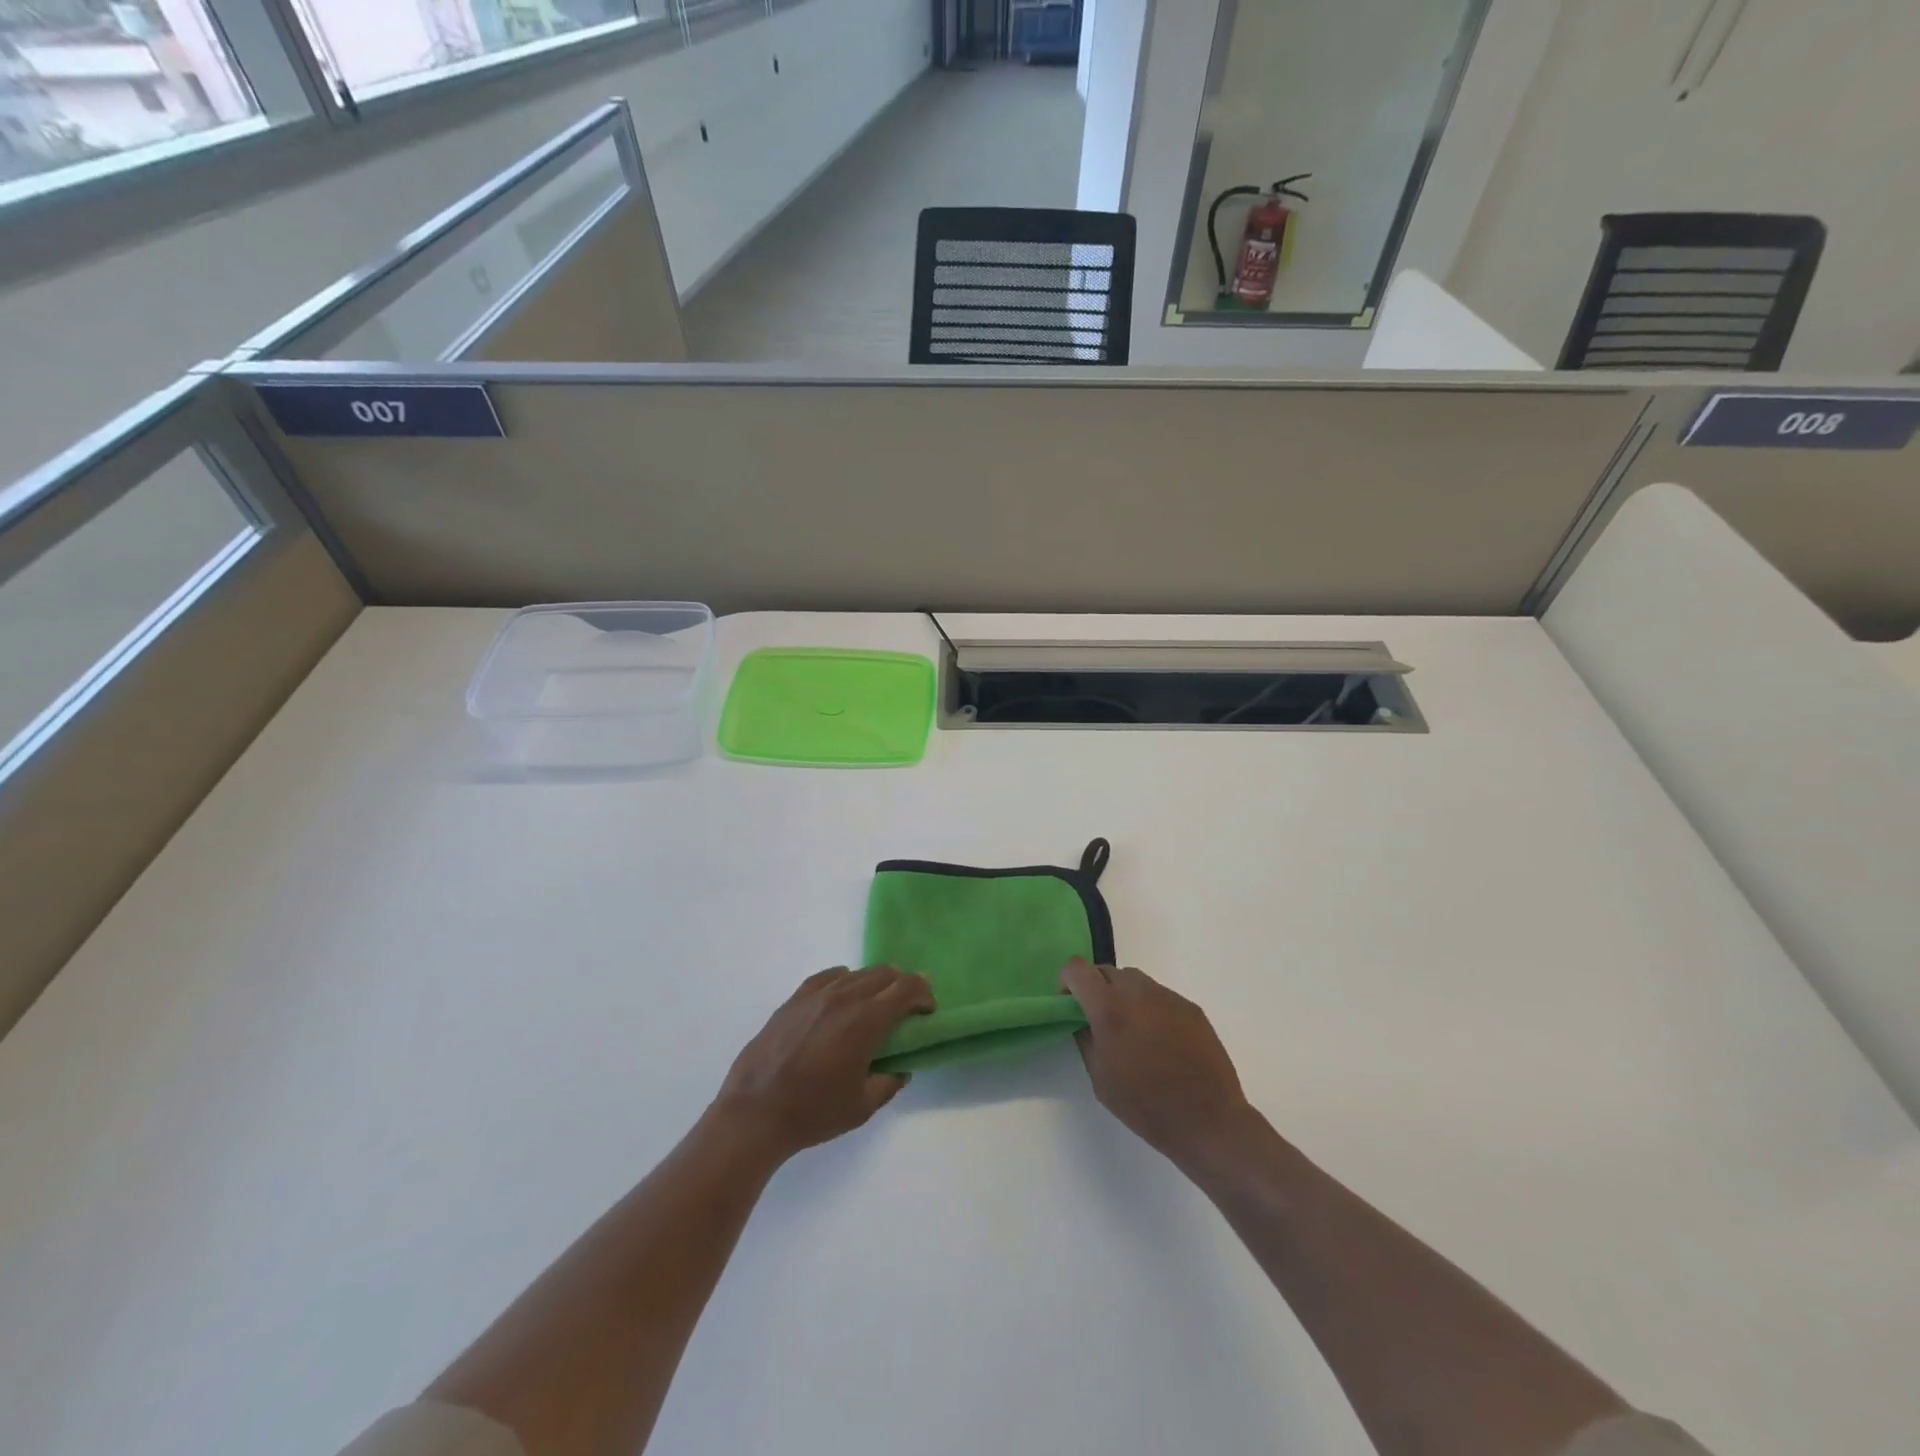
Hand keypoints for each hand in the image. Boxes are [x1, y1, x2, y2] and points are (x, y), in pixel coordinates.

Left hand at [712, 966, 933, 1162]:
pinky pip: (828, 976)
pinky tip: (844, 992)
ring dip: (875, 982)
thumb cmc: (813, 1113)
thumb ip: (890, 1083)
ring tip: (876, 1003)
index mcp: (865, 1021)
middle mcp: (844, 998)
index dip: (924, 993)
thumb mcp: (862, 1107)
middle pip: (884, 974)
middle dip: (903, 985)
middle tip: (908, 1006)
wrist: (754, 1113)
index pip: (906, 988)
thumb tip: (900, 1068)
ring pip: (856, 973)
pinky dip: (844, 979)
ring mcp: (816, 995)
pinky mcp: (794, 1000)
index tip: (928, 1009)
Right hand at [1060, 958, 1253, 1170]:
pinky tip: (1160, 1040)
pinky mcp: (1190, 1007)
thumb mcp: (1100, 1078)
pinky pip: (1160, 995)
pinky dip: (1150, 1007)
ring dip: (1124, 995)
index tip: (1069, 1001)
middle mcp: (1138, 992)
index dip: (1067, 980)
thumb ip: (1086, 1039)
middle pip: (1106, 971)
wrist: (1207, 1119)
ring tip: (1132, 1029)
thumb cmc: (1145, 1105)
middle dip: (1096, 988)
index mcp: (1109, 1009)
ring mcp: (1168, 997)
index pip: (1077, 969)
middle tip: (1099, 1019)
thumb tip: (1083, 1020)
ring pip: (1135, 980)